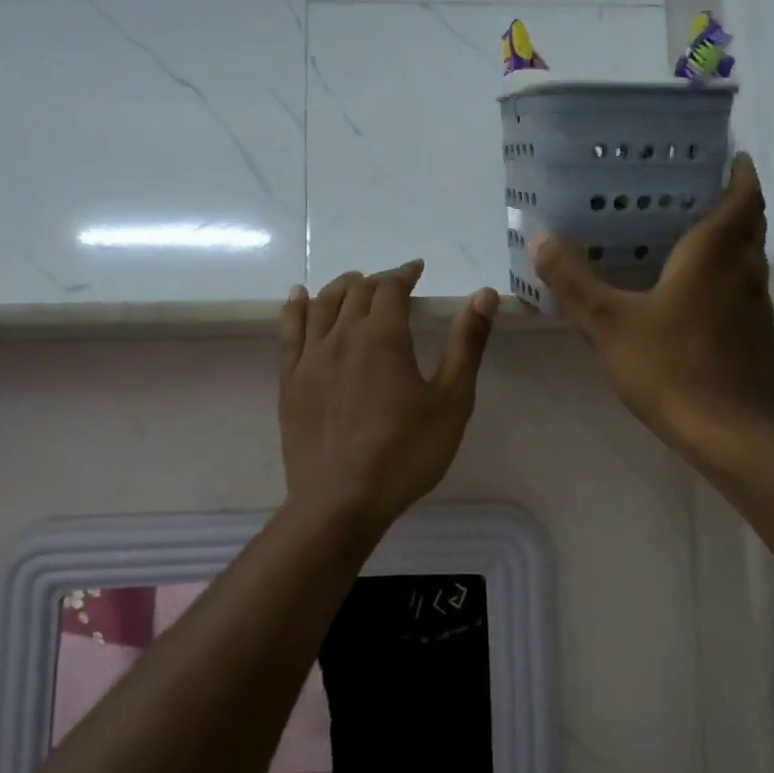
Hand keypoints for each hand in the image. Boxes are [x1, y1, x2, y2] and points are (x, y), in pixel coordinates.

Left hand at [279, 261, 498, 534]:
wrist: (341, 502)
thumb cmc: (405, 453)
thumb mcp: (451, 400)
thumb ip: (467, 343)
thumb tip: (484, 294)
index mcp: (382, 337)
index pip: (391, 287)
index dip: (405, 273)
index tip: (416, 270)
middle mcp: (342, 336)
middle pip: (356, 291)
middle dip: (377, 281)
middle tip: (393, 286)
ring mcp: (310, 358)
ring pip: (322, 304)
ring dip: (341, 287)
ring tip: (354, 283)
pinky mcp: (290, 382)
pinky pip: (289, 331)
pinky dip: (296, 307)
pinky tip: (299, 297)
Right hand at [534, 153, 773, 461]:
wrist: (726, 432)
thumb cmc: (667, 365)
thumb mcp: (607, 322)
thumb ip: (572, 280)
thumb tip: (540, 238)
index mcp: (714, 254)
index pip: (744, 197)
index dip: (740, 173)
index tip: (728, 156)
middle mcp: (744, 272)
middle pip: (751, 225)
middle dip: (734, 203)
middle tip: (697, 193)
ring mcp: (757, 308)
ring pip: (750, 260)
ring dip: (732, 243)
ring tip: (692, 240)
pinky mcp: (759, 338)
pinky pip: (746, 292)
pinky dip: (729, 279)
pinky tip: (697, 298)